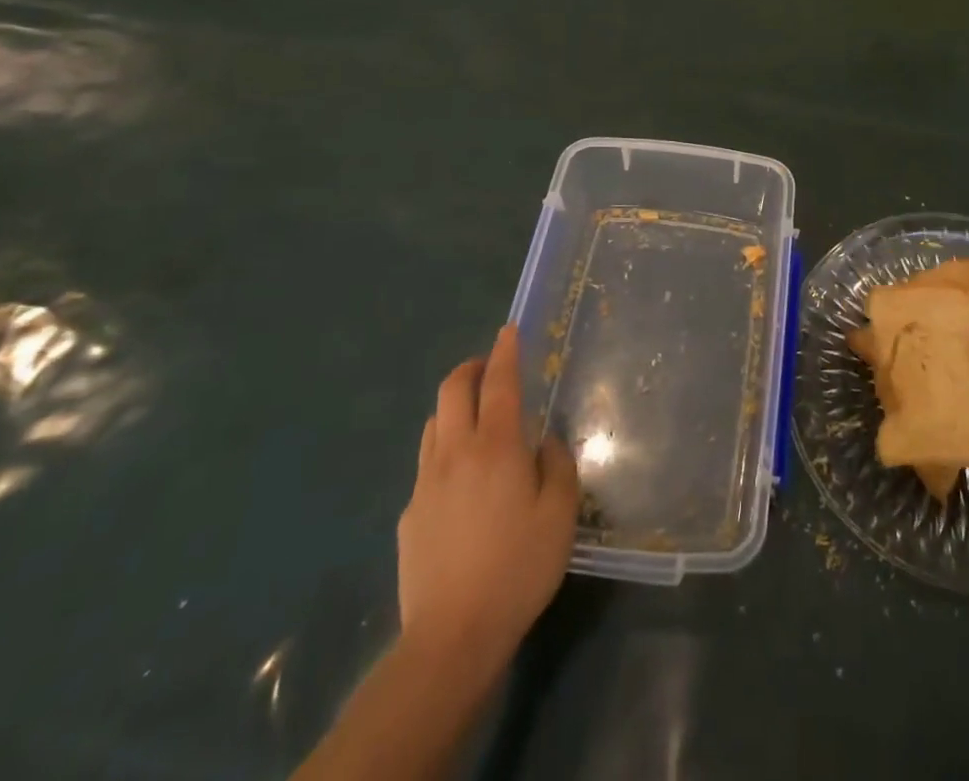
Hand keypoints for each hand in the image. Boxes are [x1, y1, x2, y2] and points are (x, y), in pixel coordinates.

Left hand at [397, 325, 578, 675]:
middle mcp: (455, 452)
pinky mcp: (408, 514)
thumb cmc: (518, 568)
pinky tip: (461, 481)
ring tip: (475, 419)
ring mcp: (425, 483)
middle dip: (471, 368)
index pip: (499, 382)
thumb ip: (557, 465)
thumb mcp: (560, 515)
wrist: (452, 636)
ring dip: (454, 406)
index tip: (509, 330)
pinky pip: (426, 463)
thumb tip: (545, 440)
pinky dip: (444, 450)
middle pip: (452, 389)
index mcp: (496, 446)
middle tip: (489, 368)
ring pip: (433, 422)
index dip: (505, 351)